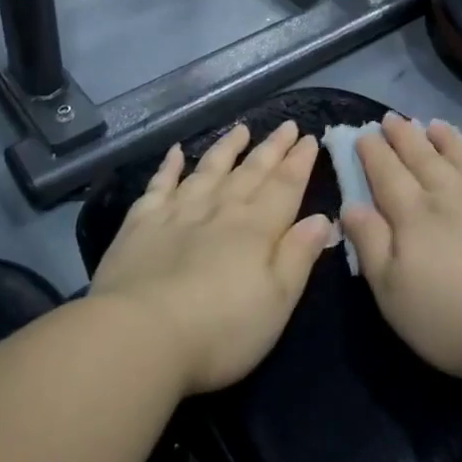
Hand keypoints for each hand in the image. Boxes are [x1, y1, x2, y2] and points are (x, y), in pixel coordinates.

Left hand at [92, 122, 330, 394]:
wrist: (139, 335)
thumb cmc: (220, 329)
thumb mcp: (277, 302)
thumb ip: (299, 256)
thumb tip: (322, 218)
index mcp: (257, 229)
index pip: (285, 186)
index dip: (299, 162)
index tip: (310, 137)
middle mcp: (221, 209)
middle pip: (251, 172)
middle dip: (272, 148)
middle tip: (287, 125)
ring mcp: (178, 212)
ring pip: (209, 169)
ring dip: (227, 148)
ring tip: (241, 130)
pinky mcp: (141, 223)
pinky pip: (160, 184)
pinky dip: (169, 166)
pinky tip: (176, 151)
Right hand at [343, 115, 461, 390]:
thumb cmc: (453, 319)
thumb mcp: (393, 293)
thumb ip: (370, 244)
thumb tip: (351, 205)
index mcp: (414, 214)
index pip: (387, 173)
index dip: (373, 152)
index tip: (363, 134)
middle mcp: (451, 193)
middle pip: (422, 156)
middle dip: (403, 135)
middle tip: (392, 119)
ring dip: (445, 137)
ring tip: (433, 124)